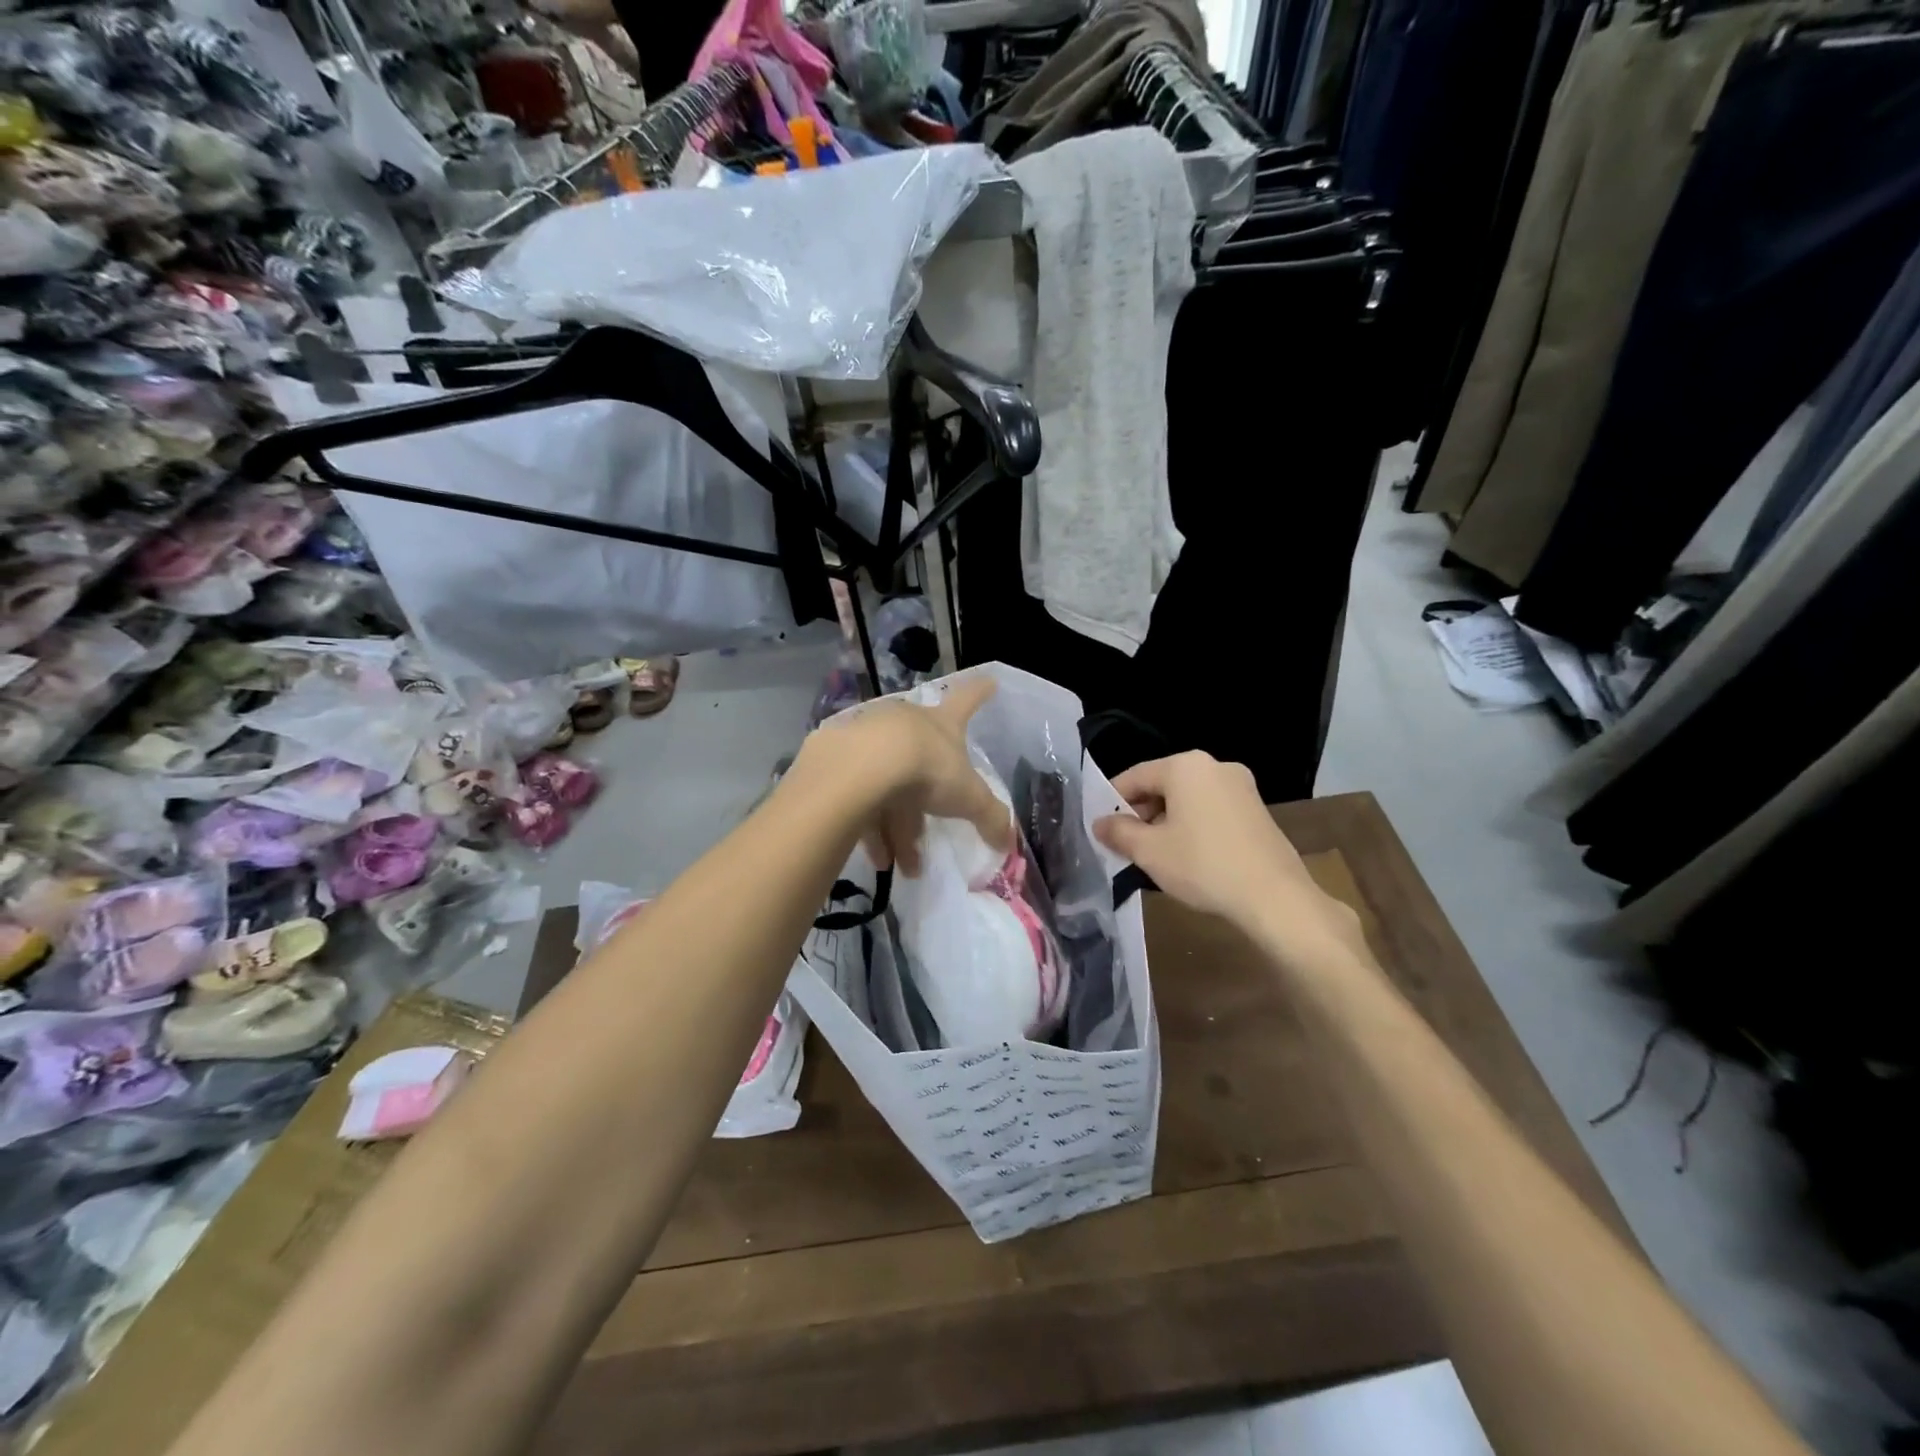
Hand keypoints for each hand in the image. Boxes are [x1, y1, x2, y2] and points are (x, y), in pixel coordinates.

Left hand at [798, 677, 1011, 876]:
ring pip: (889, 788)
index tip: (990, 681)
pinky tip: (879, 860)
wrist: (861, 768)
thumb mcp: (968, 797)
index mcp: (941, 724)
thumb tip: (1008, 841)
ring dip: (898, 830)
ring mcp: (870, 740)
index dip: (980, 693)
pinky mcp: (839, 763)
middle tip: (927, 839)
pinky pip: (861, 800)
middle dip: (926, 803)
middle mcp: (905, 725)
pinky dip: (872, 830)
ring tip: (902, 867)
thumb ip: (990, 818)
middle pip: (921, 762)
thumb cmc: (926, 769)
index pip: (967, 701)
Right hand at [1094, 752, 1365, 963]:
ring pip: (1187, 799)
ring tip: (1154, 854)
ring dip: (1166, 821)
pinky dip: (1192, 826)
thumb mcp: (1149, 851)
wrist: (1275, 897)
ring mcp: (1241, 786)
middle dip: (1141, 812)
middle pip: (1163, 785)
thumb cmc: (1203, 865)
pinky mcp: (1257, 810)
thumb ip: (1118, 832)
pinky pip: (1210, 809)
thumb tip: (1099, 823)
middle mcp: (1215, 766)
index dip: (1111, 800)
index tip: (1100, 826)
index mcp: (1185, 766)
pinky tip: (1187, 856)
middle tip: (1125, 844)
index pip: (1135, 776)